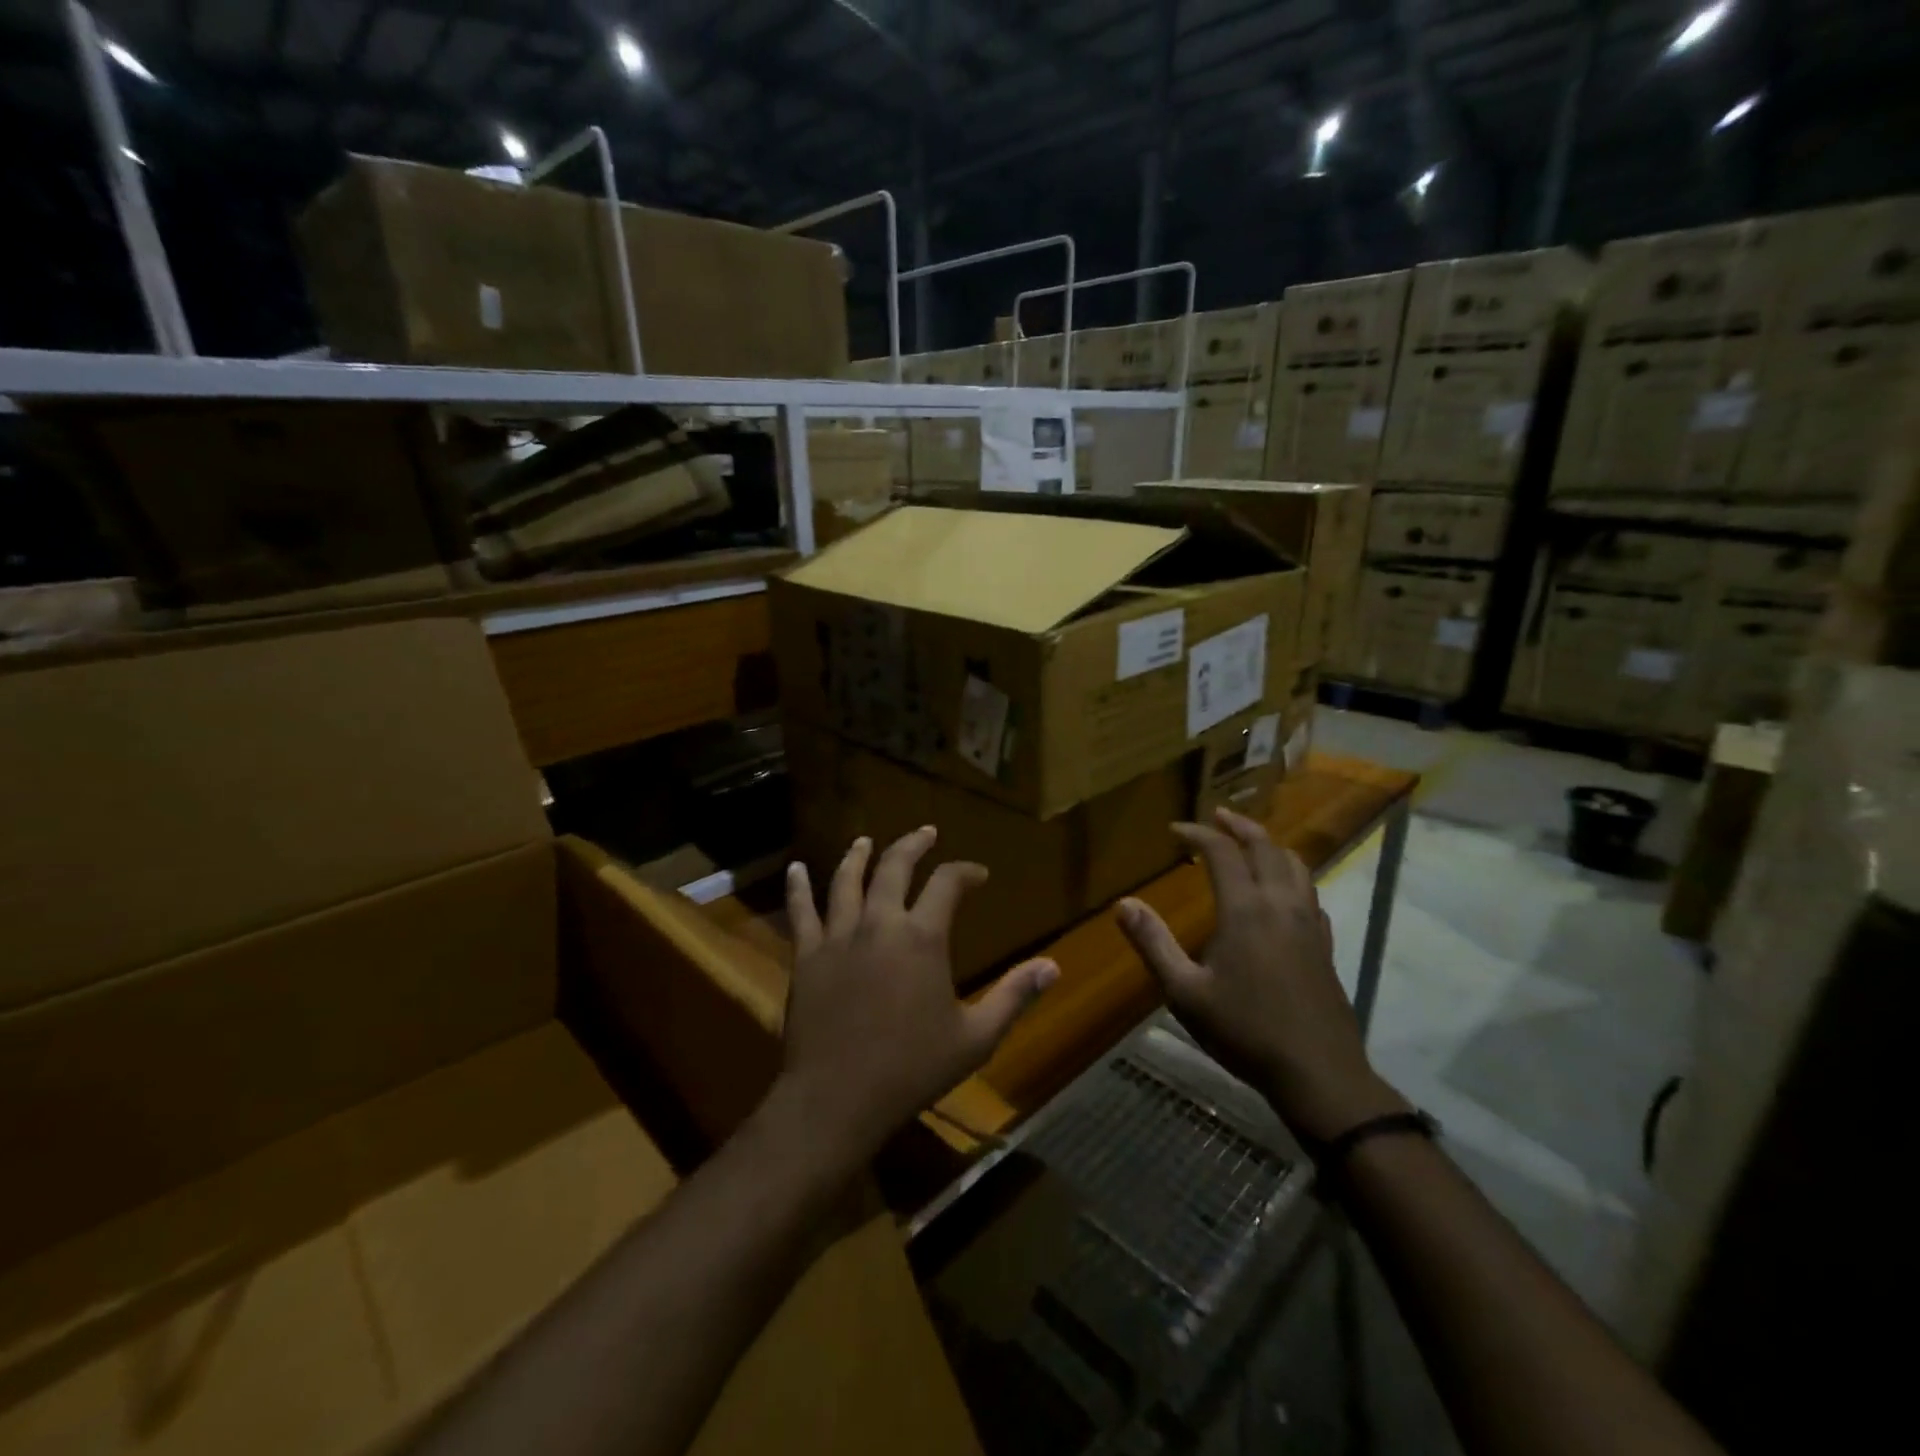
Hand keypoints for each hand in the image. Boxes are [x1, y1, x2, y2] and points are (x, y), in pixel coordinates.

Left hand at [777, 827, 1058, 1164]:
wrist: (838, 1097)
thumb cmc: (912, 1068)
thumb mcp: (976, 1037)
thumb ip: (1013, 996)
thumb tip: (1053, 966)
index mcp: (922, 937)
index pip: (948, 884)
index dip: (965, 872)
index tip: (978, 874)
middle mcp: (880, 923)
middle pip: (895, 867)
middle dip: (913, 845)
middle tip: (926, 833)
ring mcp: (839, 936)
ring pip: (847, 881)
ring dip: (858, 856)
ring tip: (865, 840)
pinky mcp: (807, 955)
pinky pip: (801, 912)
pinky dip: (799, 887)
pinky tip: (796, 869)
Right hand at [1115, 807, 1406, 1142]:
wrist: (1318, 1073)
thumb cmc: (1245, 1031)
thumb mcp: (1185, 992)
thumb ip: (1153, 944)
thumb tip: (1123, 903)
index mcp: (1246, 910)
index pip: (1221, 852)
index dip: (1197, 833)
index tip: (1175, 830)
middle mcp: (1281, 904)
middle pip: (1265, 846)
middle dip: (1239, 826)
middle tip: (1216, 816)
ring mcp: (1309, 923)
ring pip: (1295, 865)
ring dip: (1269, 845)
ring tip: (1250, 843)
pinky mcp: (1325, 944)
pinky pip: (1310, 892)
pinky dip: (1292, 875)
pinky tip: (1283, 891)